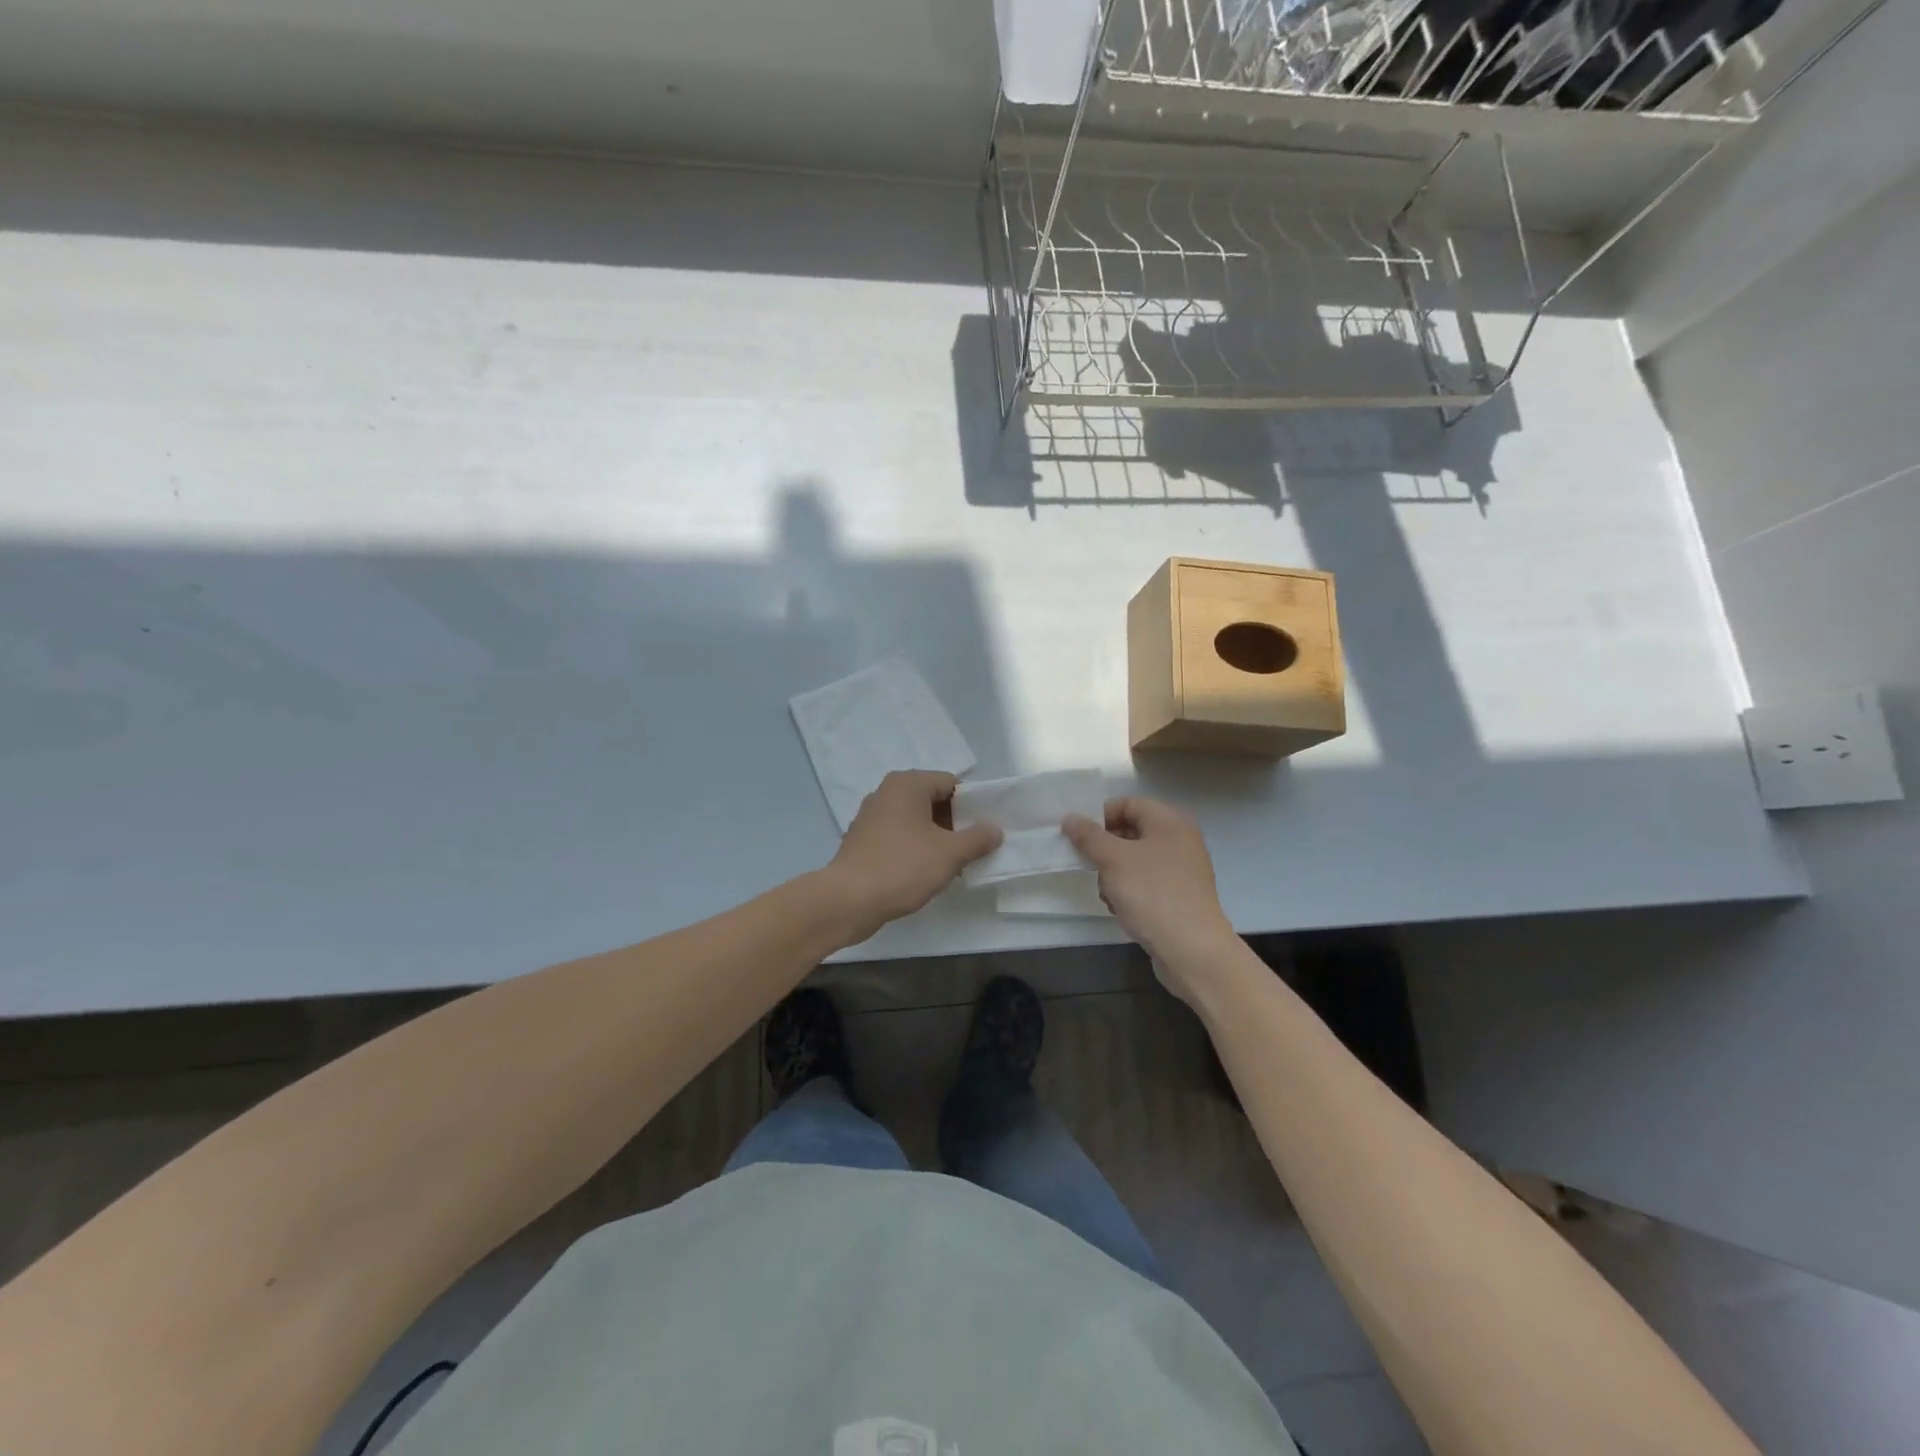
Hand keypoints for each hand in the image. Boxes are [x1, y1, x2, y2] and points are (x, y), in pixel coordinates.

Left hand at [825, 771, 1002, 942]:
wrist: (848, 900)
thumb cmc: (902, 868)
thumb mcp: (950, 854)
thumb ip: (978, 838)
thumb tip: (995, 829)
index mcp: (908, 784)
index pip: (952, 784)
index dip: (972, 806)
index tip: (983, 832)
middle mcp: (887, 792)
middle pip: (933, 800)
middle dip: (955, 824)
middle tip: (971, 851)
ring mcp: (871, 816)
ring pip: (916, 820)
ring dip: (936, 839)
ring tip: (951, 865)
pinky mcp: (862, 840)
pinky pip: (899, 836)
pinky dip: (914, 849)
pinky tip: (923, 873)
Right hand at [1062, 797, 1237, 989]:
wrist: (1192, 950)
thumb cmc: (1152, 894)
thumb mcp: (1113, 860)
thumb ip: (1089, 836)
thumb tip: (1070, 818)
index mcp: (1170, 822)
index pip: (1128, 804)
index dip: (1100, 815)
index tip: (1078, 835)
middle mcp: (1180, 841)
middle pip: (1131, 832)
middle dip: (1105, 849)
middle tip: (1089, 866)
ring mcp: (1182, 870)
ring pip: (1135, 860)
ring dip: (1114, 874)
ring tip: (1107, 894)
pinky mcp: (1180, 896)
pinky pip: (1147, 883)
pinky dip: (1130, 891)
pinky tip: (1121, 909)